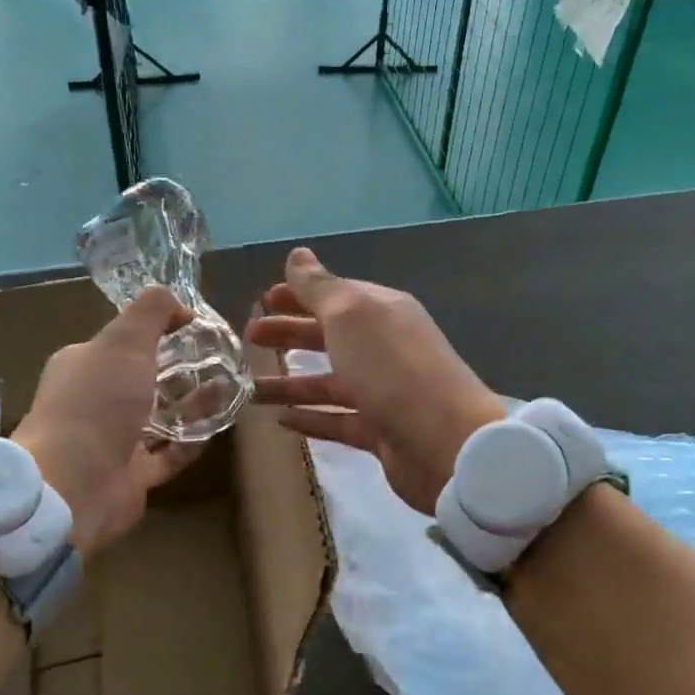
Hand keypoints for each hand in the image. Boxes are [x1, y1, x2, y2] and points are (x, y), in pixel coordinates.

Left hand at [13, 287, 199, 554]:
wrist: (74, 484)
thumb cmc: (97, 402)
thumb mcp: (125, 340)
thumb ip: (152, 311)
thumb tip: (178, 304)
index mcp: (85, 364)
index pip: (125, 341)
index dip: (160, 329)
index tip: (198, 326)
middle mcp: (96, 400)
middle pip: (145, 378)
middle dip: (182, 368)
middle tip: (222, 359)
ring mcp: (114, 440)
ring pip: (160, 416)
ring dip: (193, 402)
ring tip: (229, 387)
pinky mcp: (133, 474)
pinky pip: (170, 452)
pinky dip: (193, 439)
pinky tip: (219, 425)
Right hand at [245, 248, 505, 514]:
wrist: (445, 441)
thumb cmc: (392, 367)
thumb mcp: (351, 315)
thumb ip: (320, 287)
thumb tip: (298, 254)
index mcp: (382, 313)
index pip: (335, 296)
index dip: (299, 296)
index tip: (263, 299)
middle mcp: (384, 348)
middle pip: (329, 337)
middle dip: (290, 334)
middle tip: (249, 337)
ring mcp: (383, 391)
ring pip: (329, 382)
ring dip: (290, 382)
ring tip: (249, 388)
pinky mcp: (380, 431)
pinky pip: (337, 421)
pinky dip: (310, 418)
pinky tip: (280, 421)